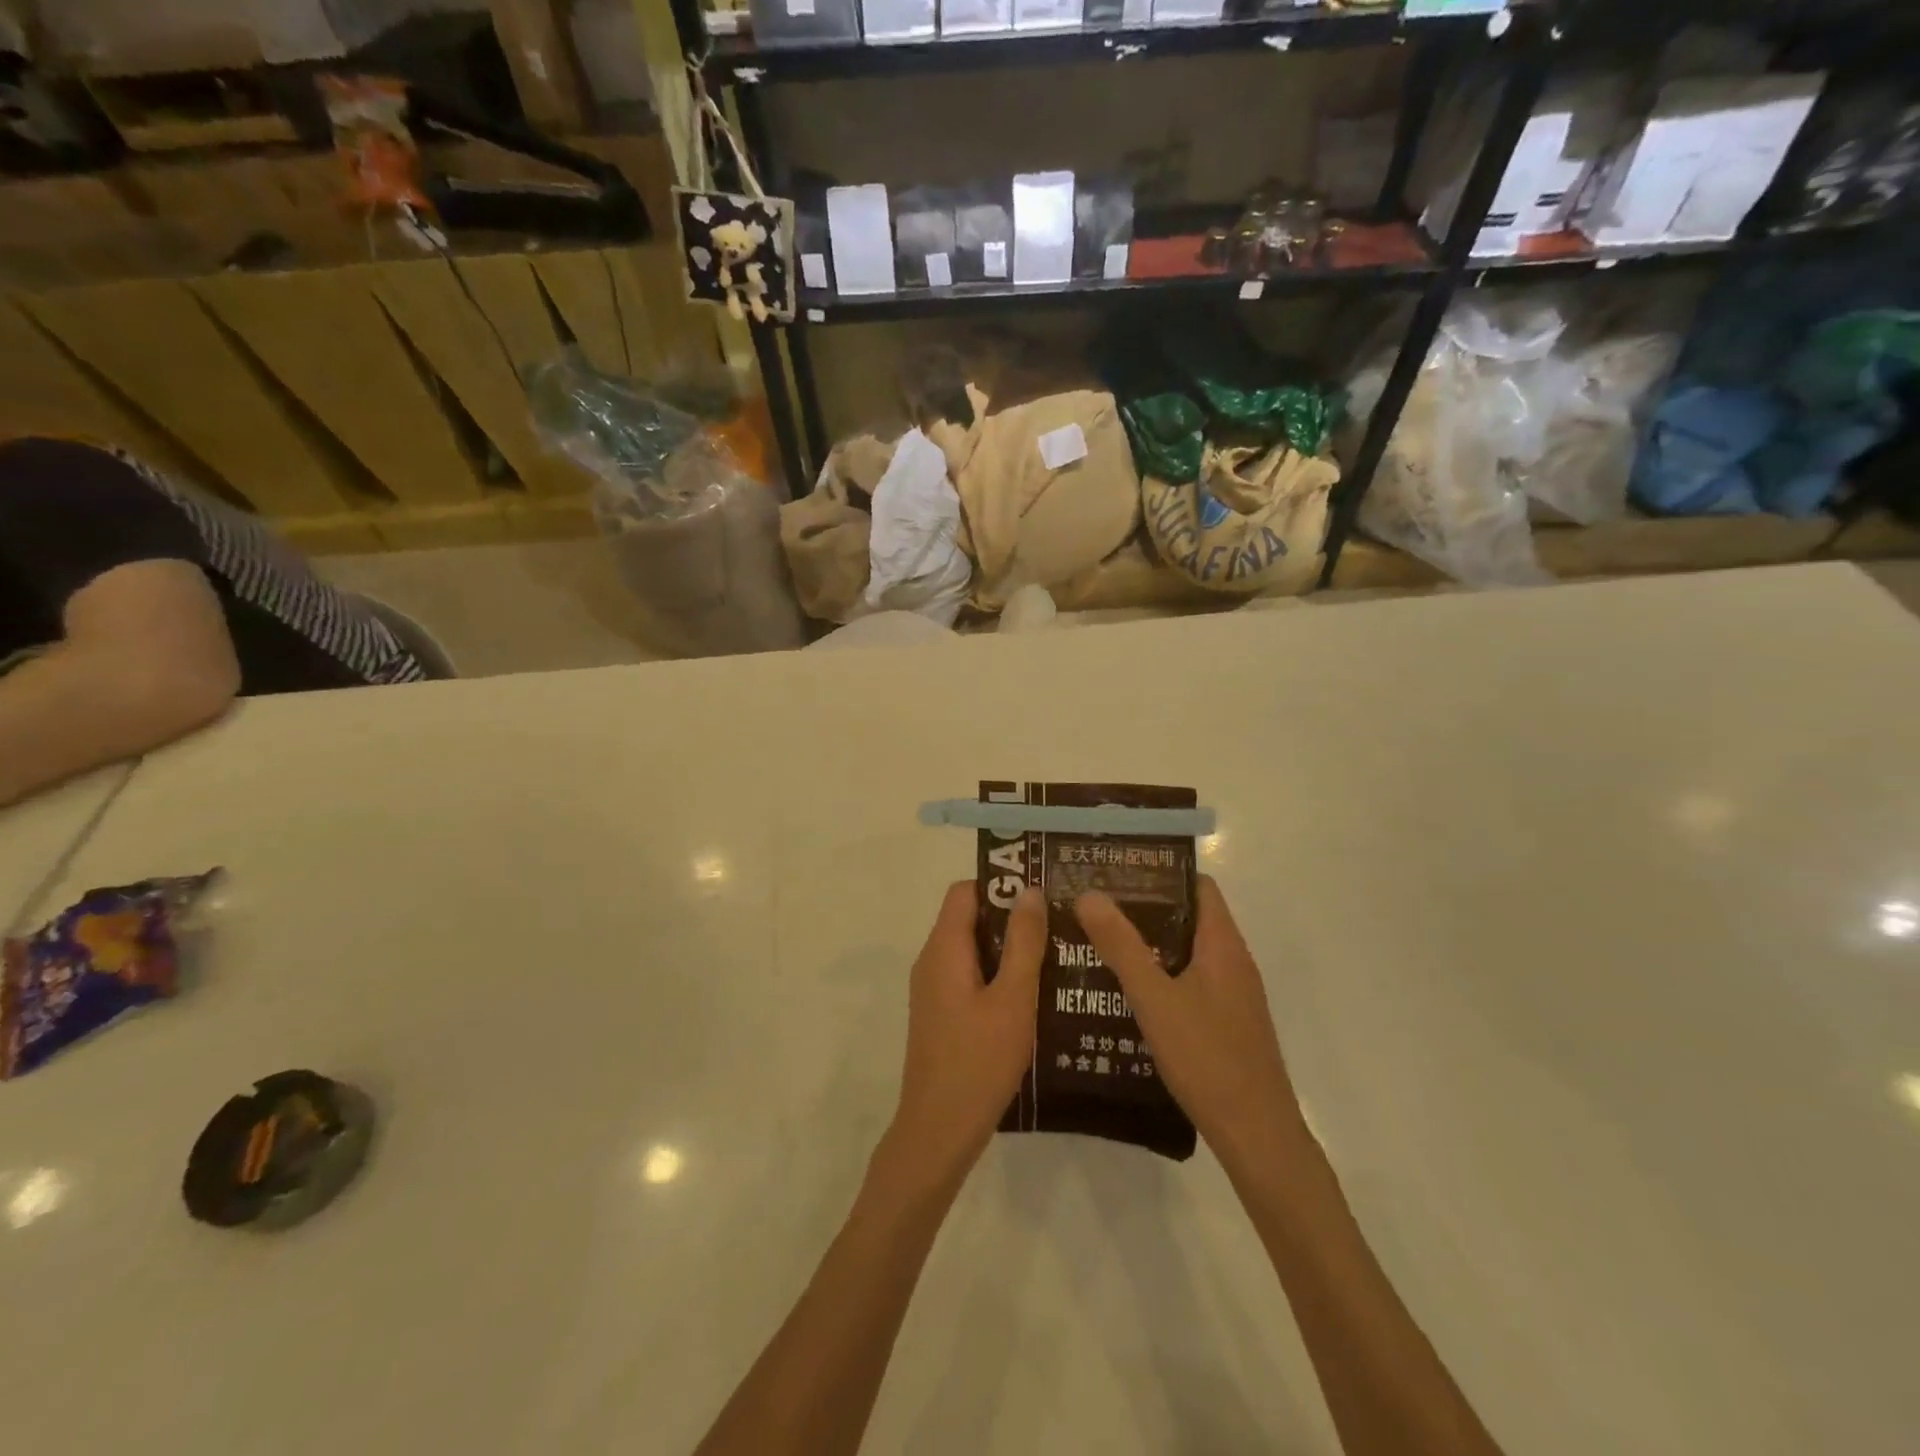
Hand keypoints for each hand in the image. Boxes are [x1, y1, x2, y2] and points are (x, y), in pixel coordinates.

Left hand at [888, 881, 1046, 1184]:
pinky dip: (998, 976)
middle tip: (1058, 925)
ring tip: (1055, 956)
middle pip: (969, 918)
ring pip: (972, 950)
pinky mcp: (941, 1015)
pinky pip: (969, 977)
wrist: (938, 1131)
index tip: (1041, 893)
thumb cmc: (979, 1060)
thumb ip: (1024, 942)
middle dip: (1011, 918)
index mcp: (944, 948)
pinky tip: (1033, 996)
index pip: (965, 891)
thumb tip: (1030, 890)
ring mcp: (934, 990)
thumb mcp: (1013, 998)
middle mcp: (932, 961)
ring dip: (1009, 949)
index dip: (1001, 885)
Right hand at [1074, 877, 1298, 1168]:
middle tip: (1095, 906)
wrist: (1257, 1136)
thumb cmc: (1207, 1058)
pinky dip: (1160, 976)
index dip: (1161, 872)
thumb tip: (1089, 894)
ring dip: (1148, 944)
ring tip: (1099, 942)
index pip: (1198, 886)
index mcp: (1223, 945)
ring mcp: (1232, 995)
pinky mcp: (1226, 1023)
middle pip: (1188, 917)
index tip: (1116, 871)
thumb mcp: (1155, 998)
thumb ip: (1121, 946)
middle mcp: (1232, 962)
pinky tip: (1125, 992)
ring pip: (1186, 953)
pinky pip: (1189, 982)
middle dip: (1143, 908)